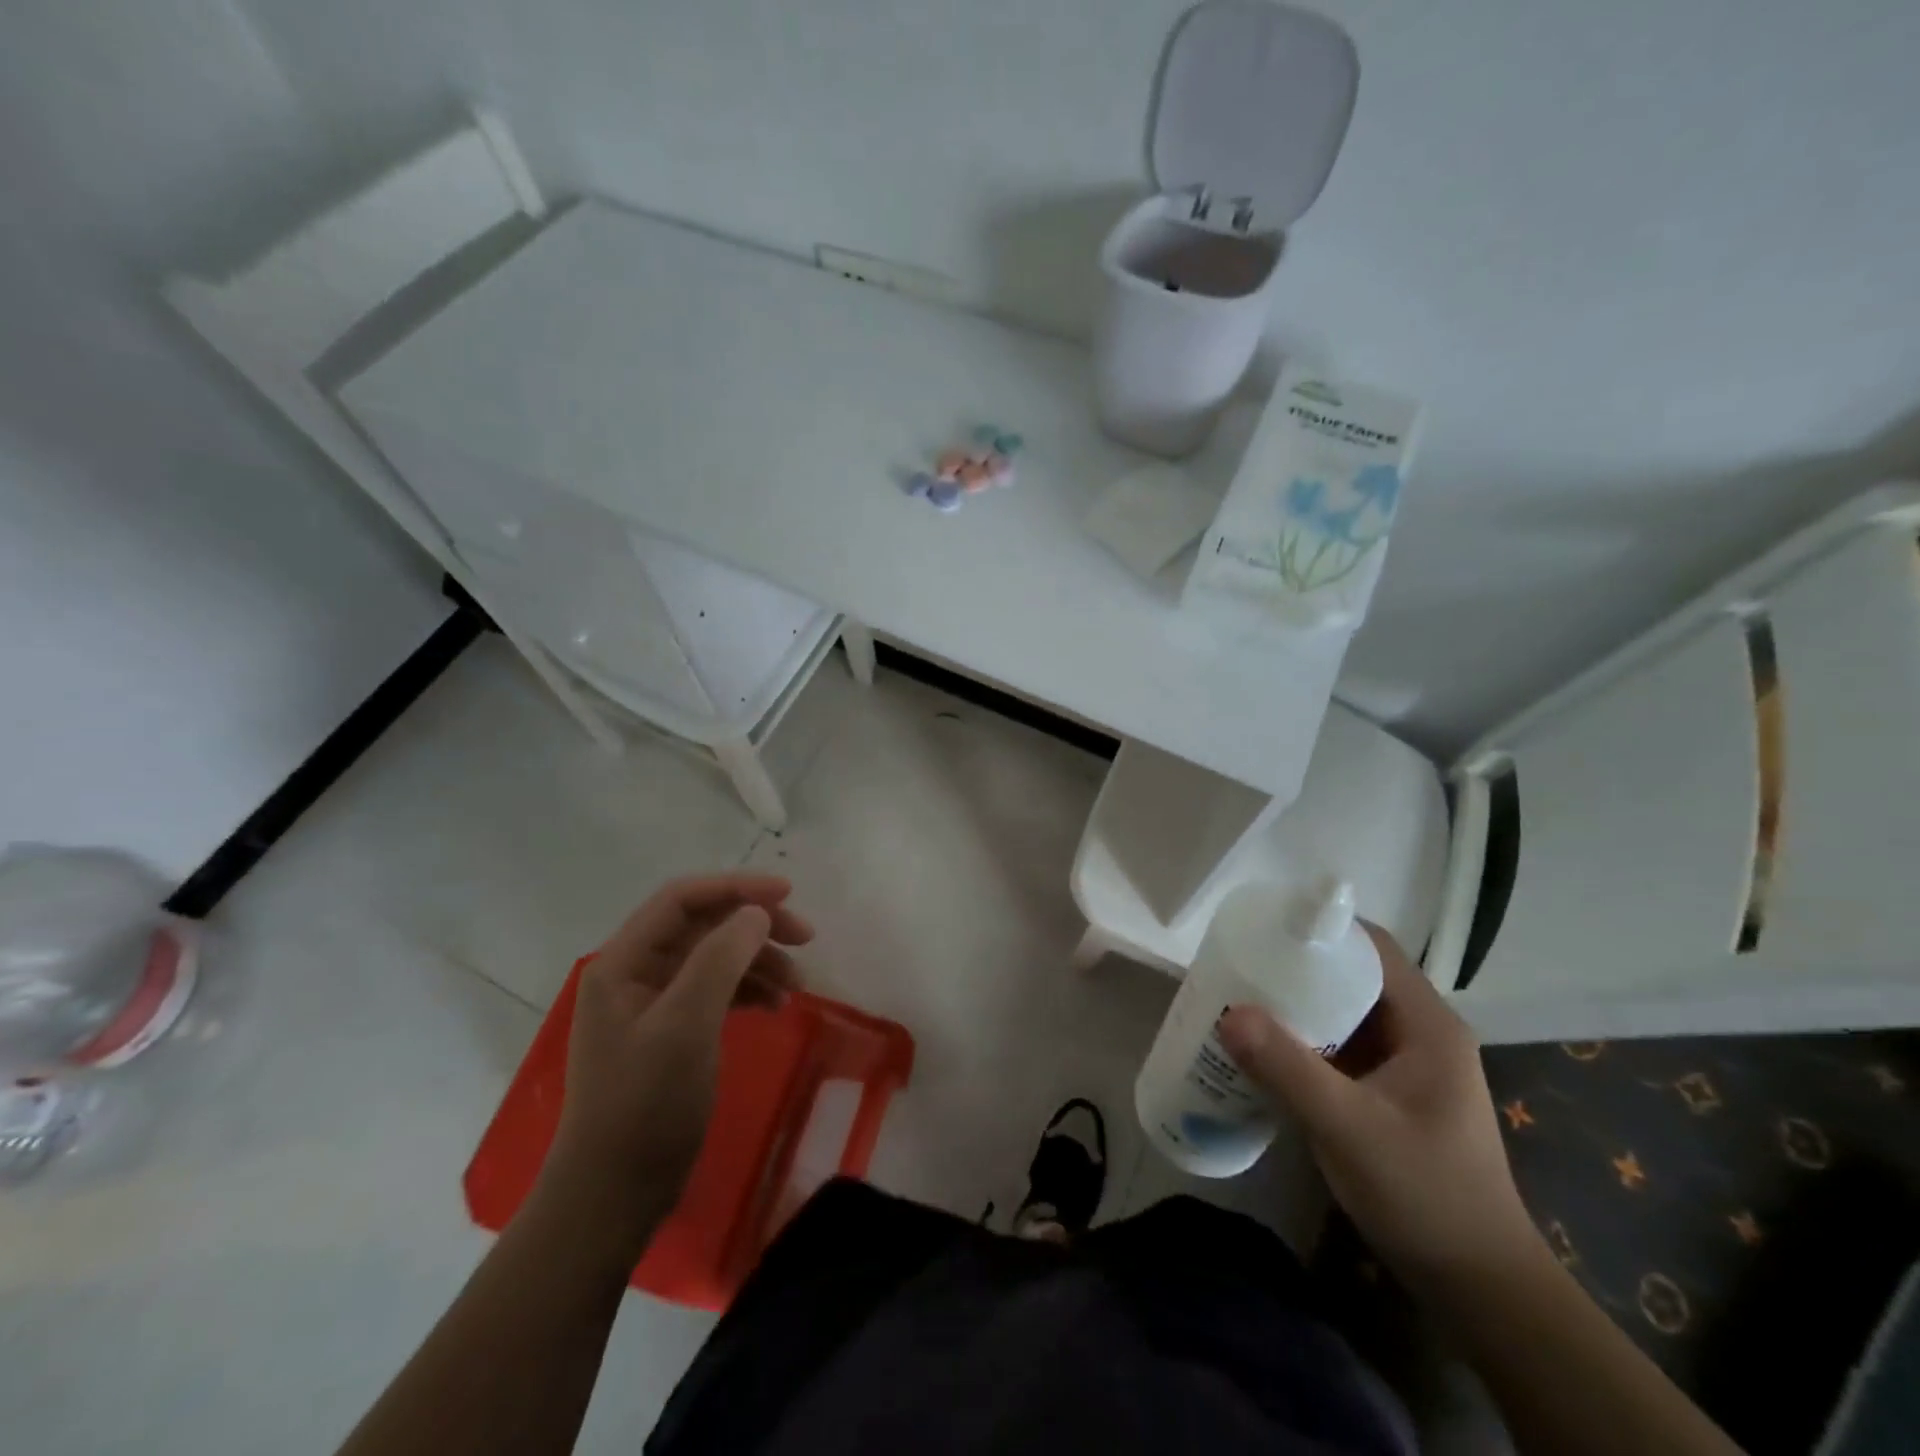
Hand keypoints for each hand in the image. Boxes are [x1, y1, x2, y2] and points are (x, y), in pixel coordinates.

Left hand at [534, 873, 813, 1259]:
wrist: (613, 1198)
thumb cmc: (644, 1106)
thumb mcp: (685, 1026)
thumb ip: (720, 959)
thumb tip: (756, 913)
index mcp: (623, 962)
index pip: (682, 900)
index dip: (736, 888)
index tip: (788, 895)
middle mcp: (635, 973)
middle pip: (703, 926)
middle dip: (754, 925)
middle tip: (806, 938)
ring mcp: (653, 1005)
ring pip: (714, 958)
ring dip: (758, 961)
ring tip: (798, 985)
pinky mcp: (671, 1033)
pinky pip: (716, 991)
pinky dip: (749, 991)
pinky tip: (776, 1006)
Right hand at [1218, 922, 1538, 1290]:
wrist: (1477, 1287)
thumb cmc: (1426, 1196)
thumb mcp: (1351, 1129)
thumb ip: (1289, 1069)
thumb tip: (1228, 1014)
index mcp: (1427, 1025)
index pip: (1371, 948)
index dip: (1322, 928)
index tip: (1265, 925)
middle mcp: (1417, 1033)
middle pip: (1351, 975)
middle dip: (1296, 966)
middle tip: (1239, 963)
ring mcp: (1402, 1064)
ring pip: (1341, 1011)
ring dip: (1294, 1003)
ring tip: (1238, 997)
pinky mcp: (1384, 1092)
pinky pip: (1337, 1046)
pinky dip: (1301, 1039)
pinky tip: (1260, 1048)